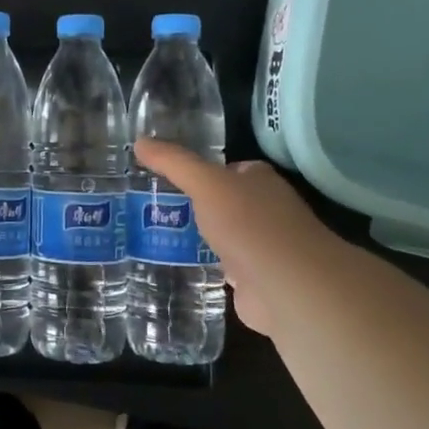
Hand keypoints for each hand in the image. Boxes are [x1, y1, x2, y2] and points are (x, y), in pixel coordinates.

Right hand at [133, 138, 326, 334]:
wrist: (288, 287)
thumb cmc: (250, 224)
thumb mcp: (206, 183)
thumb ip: (174, 163)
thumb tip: (140, 141)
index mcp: (260, 181)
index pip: (227, 168)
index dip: (198, 170)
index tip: (162, 175)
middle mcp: (264, 211)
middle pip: (221, 202)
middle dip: (191, 205)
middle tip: (147, 205)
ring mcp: (260, 247)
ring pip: (219, 235)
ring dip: (195, 237)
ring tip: (149, 233)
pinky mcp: (252, 280)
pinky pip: (219, 266)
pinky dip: (201, 266)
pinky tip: (173, 265)